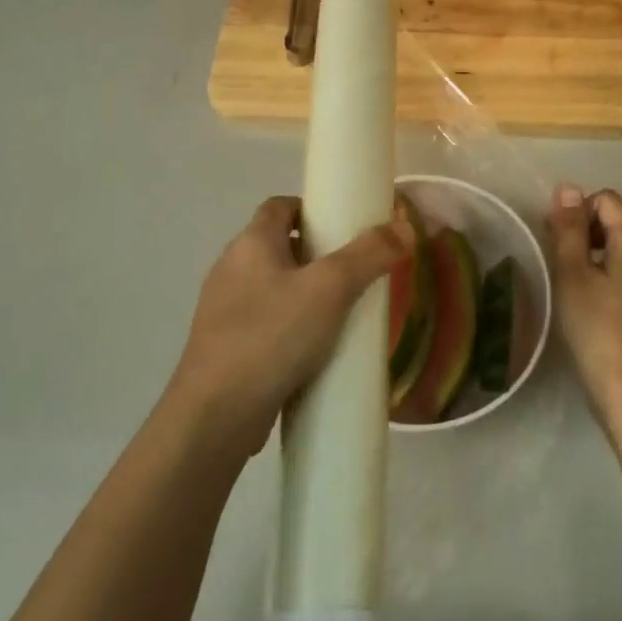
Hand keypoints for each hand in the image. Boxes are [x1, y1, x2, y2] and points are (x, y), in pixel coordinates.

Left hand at [168, 196, 411, 456]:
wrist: (216, 415)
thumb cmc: (272, 336)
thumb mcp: (330, 289)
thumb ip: (369, 255)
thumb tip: (406, 227)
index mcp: (250, 243)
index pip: (280, 206)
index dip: (312, 208)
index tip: (345, 226)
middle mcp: (231, 269)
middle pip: (279, 246)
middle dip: (317, 254)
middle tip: (355, 270)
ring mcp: (223, 311)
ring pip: (273, 287)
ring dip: (305, 293)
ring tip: (343, 311)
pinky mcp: (225, 348)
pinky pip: (265, 324)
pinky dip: (291, 327)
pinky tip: (316, 349)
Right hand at [547, 186, 621, 426]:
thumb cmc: (596, 326)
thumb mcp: (573, 273)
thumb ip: (569, 229)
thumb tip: (568, 188)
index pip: (608, 200)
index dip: (579, 207)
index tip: (555, 234)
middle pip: (616, 221)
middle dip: (583, 227)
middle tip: (555, 254)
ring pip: (618, 249)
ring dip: (589, 251)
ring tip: (564, 276)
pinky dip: (600, 273)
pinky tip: (583, 299)